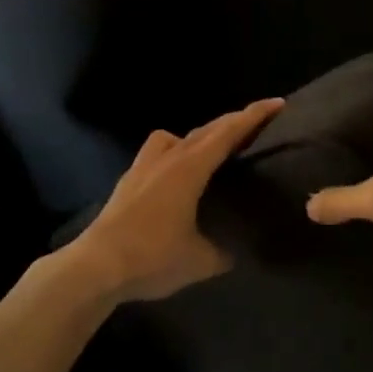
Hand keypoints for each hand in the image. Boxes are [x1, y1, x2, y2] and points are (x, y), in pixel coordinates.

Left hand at [68, 99, 284, 301]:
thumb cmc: (152, 258)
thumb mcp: (201, 261)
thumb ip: (223, 252)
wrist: (95, 268)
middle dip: (232, 122)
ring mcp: (143, 167)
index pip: (228, 133)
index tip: (277, 104)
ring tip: (210, 153)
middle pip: (205, 130)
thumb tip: (233, 251)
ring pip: (174, 137)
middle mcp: (167, 159)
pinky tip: (176, 177)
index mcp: (189, 169)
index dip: (254, 116)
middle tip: (256, 123)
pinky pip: (157, 154)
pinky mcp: (128, 182)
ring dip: (197, 136)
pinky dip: (174, 153)